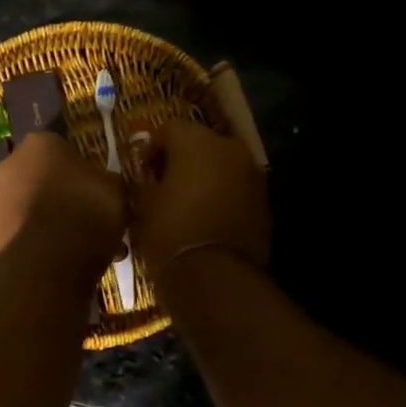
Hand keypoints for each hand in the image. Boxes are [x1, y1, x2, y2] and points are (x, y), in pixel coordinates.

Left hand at [0, 133, 125, 267]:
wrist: (48, 260)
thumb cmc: (86, 210)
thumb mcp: (115, 190)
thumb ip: (107, 181)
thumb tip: (106, 185)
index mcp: (41, 143)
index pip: (62, 148)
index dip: (80, 169)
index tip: (95, 188)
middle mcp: (11, 164)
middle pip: (41, 176)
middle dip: (60, 194)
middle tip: (85, 216)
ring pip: (30, 206)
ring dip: (48, 219)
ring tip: (76, 245)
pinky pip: (22, 233)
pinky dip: (37, 242)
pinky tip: (60, 260)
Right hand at [130, 120, 269, 280]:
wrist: (214, 277)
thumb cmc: (169, 233)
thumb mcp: (143, 205)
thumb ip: (143, 180)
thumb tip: (146, 176)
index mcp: (197, 142)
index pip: (168, 129)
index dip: (150, 148)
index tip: (140, 171)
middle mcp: (230, 149)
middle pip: (199, 144)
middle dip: (180, 160)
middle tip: (162, 186)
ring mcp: (252, 175)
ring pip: (221, 166)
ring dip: (203, 177)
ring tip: (184, 204)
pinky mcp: (264, 202)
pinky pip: (236, 189)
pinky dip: (221, 196)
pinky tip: (205, 218)